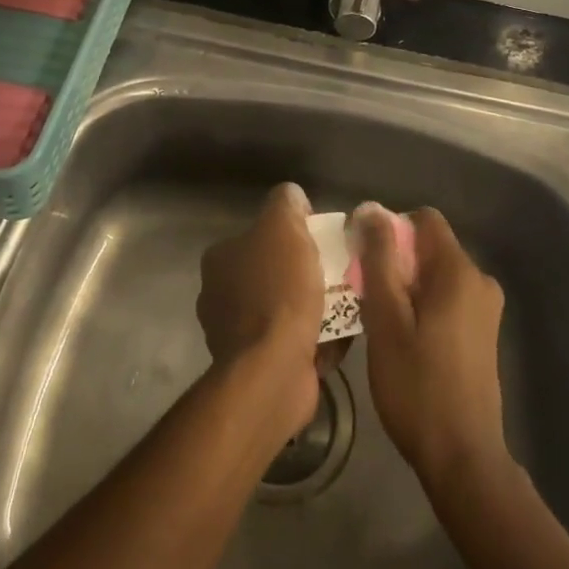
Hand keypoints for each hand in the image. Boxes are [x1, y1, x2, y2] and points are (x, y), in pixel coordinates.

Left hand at [197, 183, 324, 432]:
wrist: (274, 369)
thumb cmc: (278, 290)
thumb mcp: (283, 225)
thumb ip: (286, 202)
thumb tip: (293, 199)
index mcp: (220, 259)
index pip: (261, 234)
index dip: (293, 233)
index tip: (322, 242)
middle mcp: (221, 294)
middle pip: (276, 271)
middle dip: (307, 272)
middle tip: (340, 272)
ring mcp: (238, 334)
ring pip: (287, 307)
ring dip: (316, 306)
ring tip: (348, 303)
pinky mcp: (259, 367)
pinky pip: (295, 341)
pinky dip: (317, 337)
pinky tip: (341, 334)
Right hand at [356, 203, 508, 488]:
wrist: (462, 459)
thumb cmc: (417, 387)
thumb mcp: (385, 319)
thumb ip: (379, 260)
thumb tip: (372, 210)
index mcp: (459, 270)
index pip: (423, 219)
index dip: (391, 229)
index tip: (365, 260)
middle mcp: (480, 279)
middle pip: (430, 247)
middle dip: (396, 262)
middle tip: (366, 296)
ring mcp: (486, 308)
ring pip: (436, 275)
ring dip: (406, 287)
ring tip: (381, 322)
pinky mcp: (484, 333)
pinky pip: (448, 298)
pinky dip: (423, 306)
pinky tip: (404, 341)